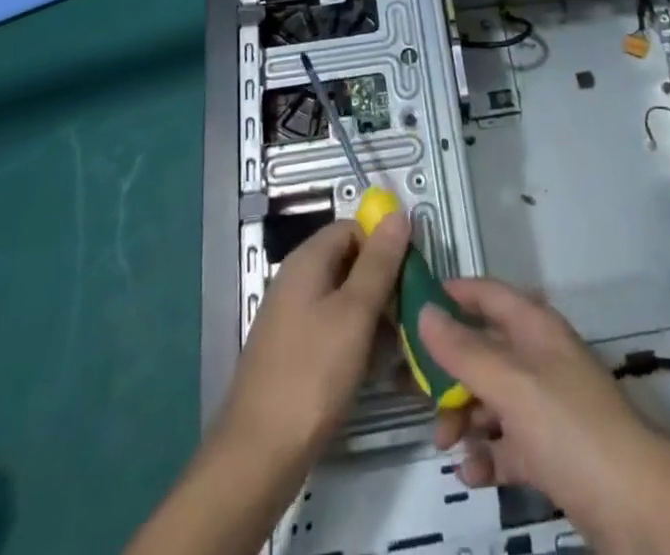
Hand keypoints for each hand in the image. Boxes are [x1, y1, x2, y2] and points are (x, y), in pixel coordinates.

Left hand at [215, 214, 412, 466]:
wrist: (259, 455)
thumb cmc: (312, 374)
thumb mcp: (355, 313)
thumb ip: (379, 262)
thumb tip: (398, 214)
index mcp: (307, 260)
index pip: (353, 228)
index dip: (384, 244)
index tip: (411, 276)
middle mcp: (296, 280)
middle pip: (349, 262)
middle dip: (383, 284)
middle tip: (410, 317)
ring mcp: (292, 317)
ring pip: (344, 299)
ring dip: (374, 317)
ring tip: (399, 348)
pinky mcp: (294, 351)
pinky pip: (333, 329)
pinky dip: (356, 341)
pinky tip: (374, 369)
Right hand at [417, 279, 669, 541]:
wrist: (637, 505)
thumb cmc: (570, 426)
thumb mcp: (511, 384)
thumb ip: (465, 350)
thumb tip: (424, 311)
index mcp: (533, 327)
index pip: (486, 294)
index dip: (451, 294)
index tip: (410, 306)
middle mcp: (537, 357)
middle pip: (482, 350)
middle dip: (448, 370)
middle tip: (412, 393)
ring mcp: (544, 405)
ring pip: (490, 398)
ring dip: (463, 417)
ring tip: (445, 443)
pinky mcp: (549, 451)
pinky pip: (506, 443)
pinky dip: (486, 454)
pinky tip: (472, 474)